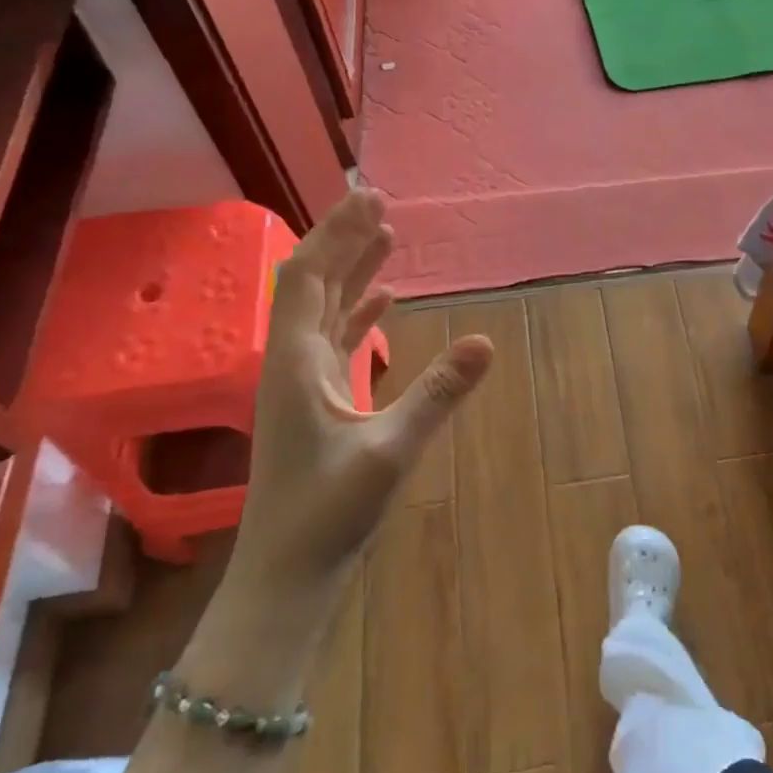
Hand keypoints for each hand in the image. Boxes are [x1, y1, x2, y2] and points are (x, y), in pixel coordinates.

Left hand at [232, 190, 492, 594]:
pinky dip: (357, 312)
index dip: (337, 233)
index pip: (310, 277)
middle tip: (379, 201)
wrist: (286, 575)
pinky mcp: (314, 402)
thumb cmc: (327, 515)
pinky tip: (384, 300)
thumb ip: (438, 393)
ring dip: (351, 270)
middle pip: (312, 283)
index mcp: (295, 362)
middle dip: (343, 239)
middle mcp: (290, 362)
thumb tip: (486, 341)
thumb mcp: (390, 451)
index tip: (370, 197)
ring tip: (384, 236)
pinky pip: (334, 340)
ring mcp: (300, 382)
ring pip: (324, 309)